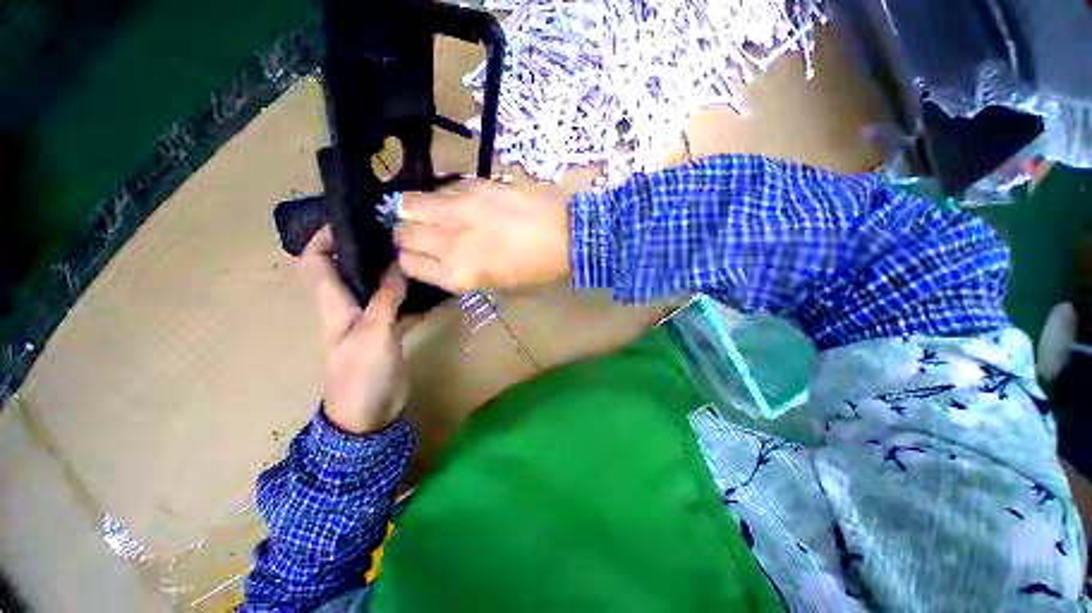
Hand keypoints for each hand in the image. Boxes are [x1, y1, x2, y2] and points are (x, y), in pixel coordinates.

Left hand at [299, 227, 413, 433]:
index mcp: (335, 303)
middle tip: (397, 234)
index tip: (351, 218)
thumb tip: (397, 265)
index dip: (324, 237)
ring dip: (393, 271)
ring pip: (379, 286)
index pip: (316, 261)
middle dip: (367, 248)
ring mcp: (371, 319)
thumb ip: (385, 299)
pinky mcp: (388, 331)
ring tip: (418, 255)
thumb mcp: (373, 333)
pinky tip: (433, 290)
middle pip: (350, 268)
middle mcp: (349, 306)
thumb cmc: (361, 374)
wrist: (369, 414)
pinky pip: (400, 306)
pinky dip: (413, 297)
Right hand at [393, 179, 570, 292]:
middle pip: (402, 231)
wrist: (569, 235)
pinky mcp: (475, 184)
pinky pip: (442, 188)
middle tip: (425, 233)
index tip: (421, 255)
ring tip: (438, 214)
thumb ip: (461, 271)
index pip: (408, 263)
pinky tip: (463, 203)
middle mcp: (451, 241)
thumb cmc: (538, 269)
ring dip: (418, 210)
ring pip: (410, 202)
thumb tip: (440, 255)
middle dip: (407, 233)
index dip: (411, 259)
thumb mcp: (497, 284)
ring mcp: (461, 208)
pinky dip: (443, 197)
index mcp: (459, 274)